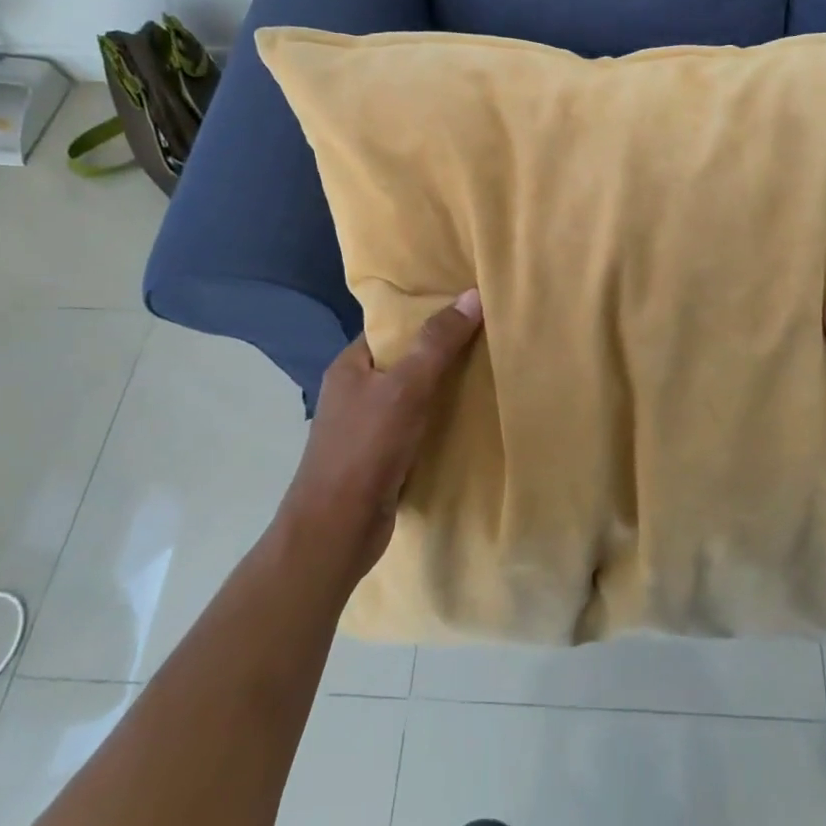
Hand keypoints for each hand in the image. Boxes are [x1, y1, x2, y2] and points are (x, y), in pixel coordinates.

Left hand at [284, 289, 483, 582]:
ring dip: (445, 389)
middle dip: (442, 352)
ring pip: (414, 396)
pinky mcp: (382, 458)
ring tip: (489, 372)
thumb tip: (472, 295)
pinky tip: (471, 419)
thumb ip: (437, 343)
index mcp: (351, 366)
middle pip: (406, 360)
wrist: (336, 530)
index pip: (392, 327)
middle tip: (488, 337)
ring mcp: (367, 427)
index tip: (468, 307)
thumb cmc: (365, 449)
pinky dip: (440, 422)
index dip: (427, 314)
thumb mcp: (406, 387)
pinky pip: (417, 427)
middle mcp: (356, 392)